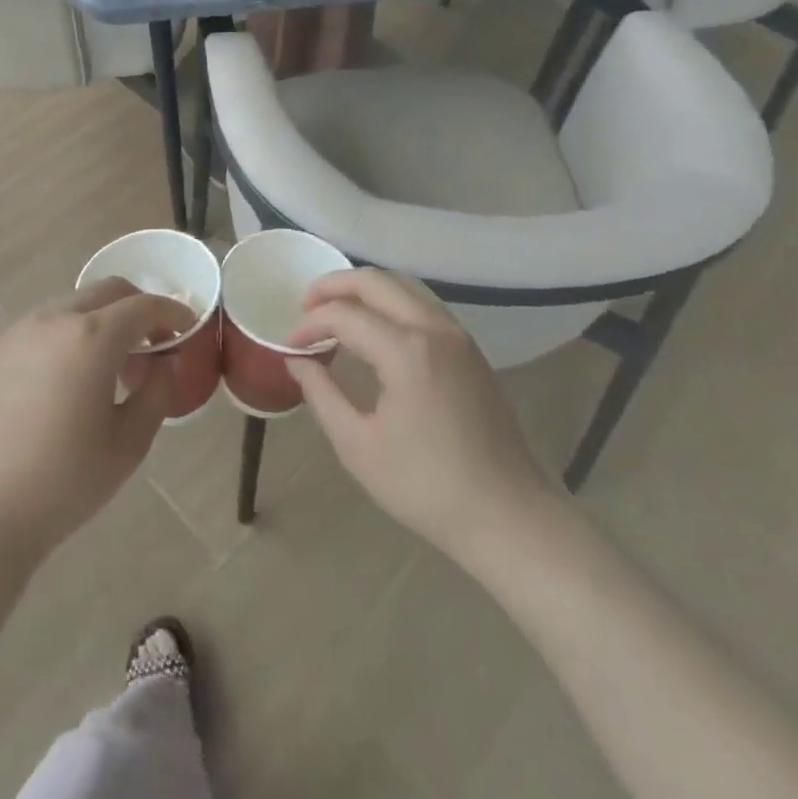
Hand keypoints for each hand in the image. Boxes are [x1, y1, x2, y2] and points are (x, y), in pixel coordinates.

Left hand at [0, 279, 183, 568]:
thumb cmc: (66, 482)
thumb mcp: (129, 443)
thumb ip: (157, 391)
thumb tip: (164, 362)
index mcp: (91, 338)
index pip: (143, 306)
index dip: (172, 312)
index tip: (188, 329)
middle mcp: (54, 320)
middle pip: (108, 292)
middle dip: (138, 308)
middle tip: (153, 343)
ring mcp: (20, 332)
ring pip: (75, 304)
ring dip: (103, 320)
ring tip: (111, 364)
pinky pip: (46, 326)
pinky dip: (71, 333)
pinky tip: (70, 377)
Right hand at [286, 270, 564, 573]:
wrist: (508, 517)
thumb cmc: (426, 487)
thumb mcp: (358, 446)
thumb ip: (321, 394)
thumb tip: (297, 361)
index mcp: (406, 351)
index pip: (344, 315)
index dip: (309, 324)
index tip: (289, 346)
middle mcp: (433, 328)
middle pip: (376, 281)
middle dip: (334, 286)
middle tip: (305, 306)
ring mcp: (457, 335)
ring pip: (403, 286)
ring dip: (364, 290)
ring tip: (335, 313)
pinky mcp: (469, 350)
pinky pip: (422, 305)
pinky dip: (390, 303)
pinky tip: (373, 330)